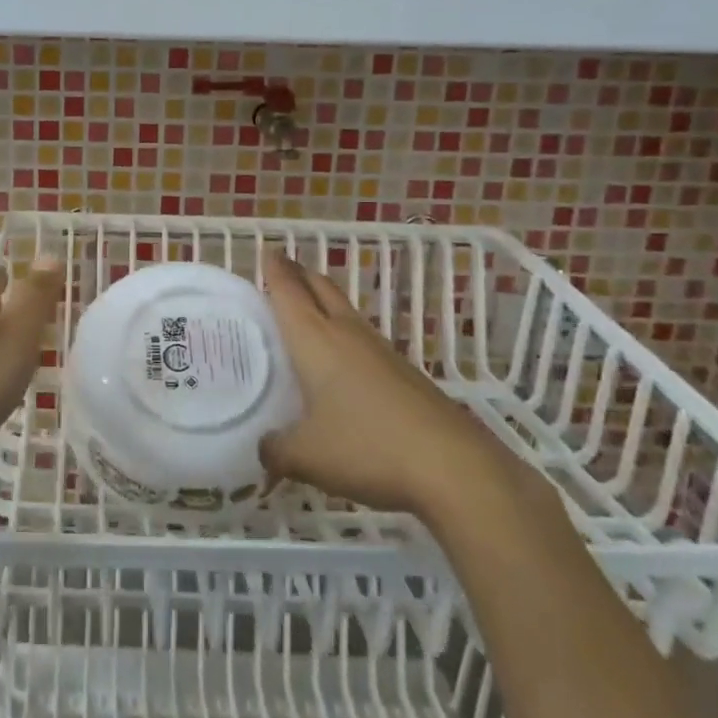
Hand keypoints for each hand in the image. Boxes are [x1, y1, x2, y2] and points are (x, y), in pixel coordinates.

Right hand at [259, 251, 505, 516]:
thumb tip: (264, 447)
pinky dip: (342, 334)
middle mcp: (346, 333)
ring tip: (304, 312)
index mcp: (315, 339)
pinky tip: (339, 362)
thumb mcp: (306, 456)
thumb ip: (275, 449)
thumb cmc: (367, 447)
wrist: (453, 466)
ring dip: (322, 302)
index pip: (288, 290)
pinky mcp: (403, 372)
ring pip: (344, 310)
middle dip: (299, 274)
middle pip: (320, 287)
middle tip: (280, 271)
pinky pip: (361, 338)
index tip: (264, 251)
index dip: (274, 269)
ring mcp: (380, 350)